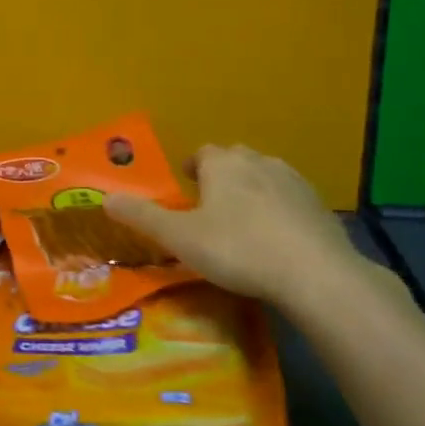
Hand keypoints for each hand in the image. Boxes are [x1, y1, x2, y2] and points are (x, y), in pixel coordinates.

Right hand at [104, 145, 373, 313]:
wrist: (314, 272)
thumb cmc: (237, 249)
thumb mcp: (180, 237)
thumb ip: (142, 217)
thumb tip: (106, 198)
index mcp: (222, 164)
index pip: (202, 153)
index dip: (191, 167)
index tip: (186, 185)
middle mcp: (258, 162)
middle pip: (234, 160)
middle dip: (221, 175)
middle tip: (209, 204)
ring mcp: (293, 181)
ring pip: (264, 176)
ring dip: (251, 190)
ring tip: (241, 220)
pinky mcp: (318, 205)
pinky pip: (289, 199)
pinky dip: (278, 210)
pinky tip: (276, 237)